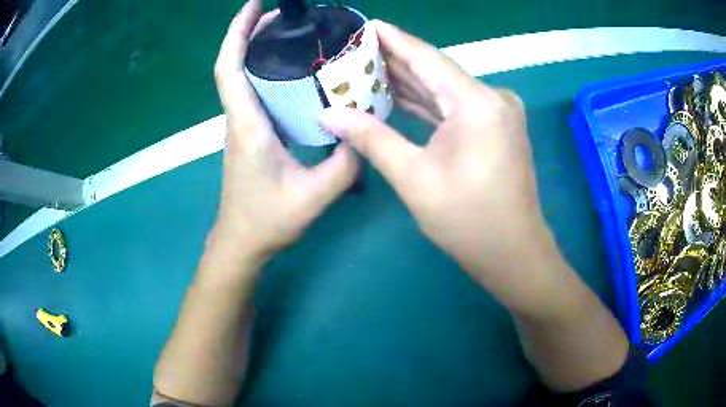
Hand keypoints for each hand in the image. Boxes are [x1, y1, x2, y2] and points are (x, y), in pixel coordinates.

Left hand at [212, 0, 358, 265]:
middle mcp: (240, 118)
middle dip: (254, 31)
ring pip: (244, 76)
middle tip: (291, 14)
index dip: (237, 32)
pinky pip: (255, 92)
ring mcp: (243, 125)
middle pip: (236, 64)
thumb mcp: (313, 197)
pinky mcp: (251, 133)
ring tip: (295, 32)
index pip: (230, 68)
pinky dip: (269, 71)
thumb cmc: (267, 222)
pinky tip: (295, 70)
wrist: (241, 243)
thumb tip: (363, 133)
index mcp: (248, 125)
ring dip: (261, 48)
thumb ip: (344, 165)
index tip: (253, 5)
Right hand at [321, 21, 558, 311]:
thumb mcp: (413, 177)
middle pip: (436, 71)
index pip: (427, 58)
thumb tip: (330, 114)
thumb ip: (371, 137)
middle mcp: (493, 98)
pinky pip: (456, 106)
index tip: (367, 25)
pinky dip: (429, 102)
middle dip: (396, 60)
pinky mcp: (497, 127)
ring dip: (410, 81)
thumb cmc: (467, 221)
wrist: (512, 253)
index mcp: (477, 103)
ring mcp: (498, 113)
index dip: (394, 39)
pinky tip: (399, 94)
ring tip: (369, 67)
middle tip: (357, 48)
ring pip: (445, 89)